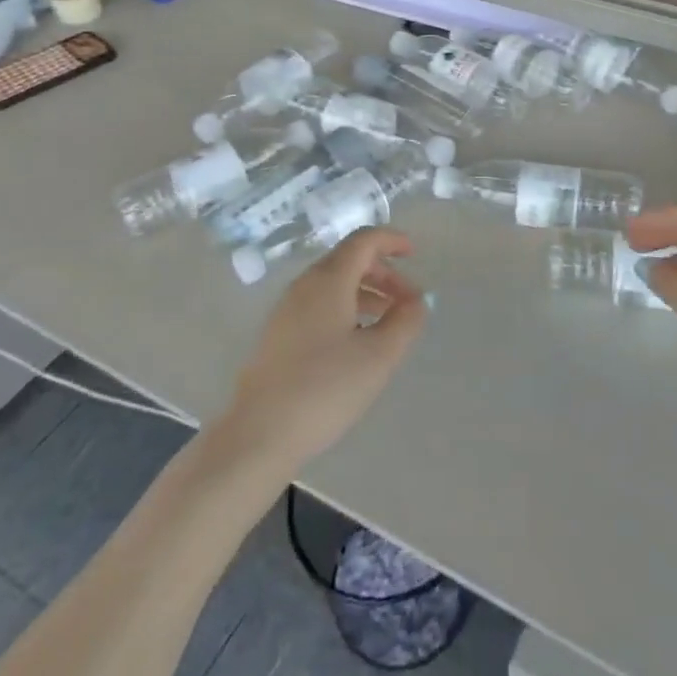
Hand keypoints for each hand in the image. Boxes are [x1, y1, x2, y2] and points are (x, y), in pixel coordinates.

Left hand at [222, 229, 428, 473]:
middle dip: (384, 273)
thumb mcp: (379, 356)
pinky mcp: (278, 334)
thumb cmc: (325, 388)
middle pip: (349, 260)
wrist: (259, 435)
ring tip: (389, 323)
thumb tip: (416, 301)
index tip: (414, 254)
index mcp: (329, 280)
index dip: (391, 241)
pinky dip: (346, 309)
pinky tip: (357, 342)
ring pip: (334, 285)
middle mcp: (305, 285)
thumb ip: (405, 322)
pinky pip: (319, 305)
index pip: (363, 241)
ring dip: (366, 293)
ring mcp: (287, 310)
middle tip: (409, 301)